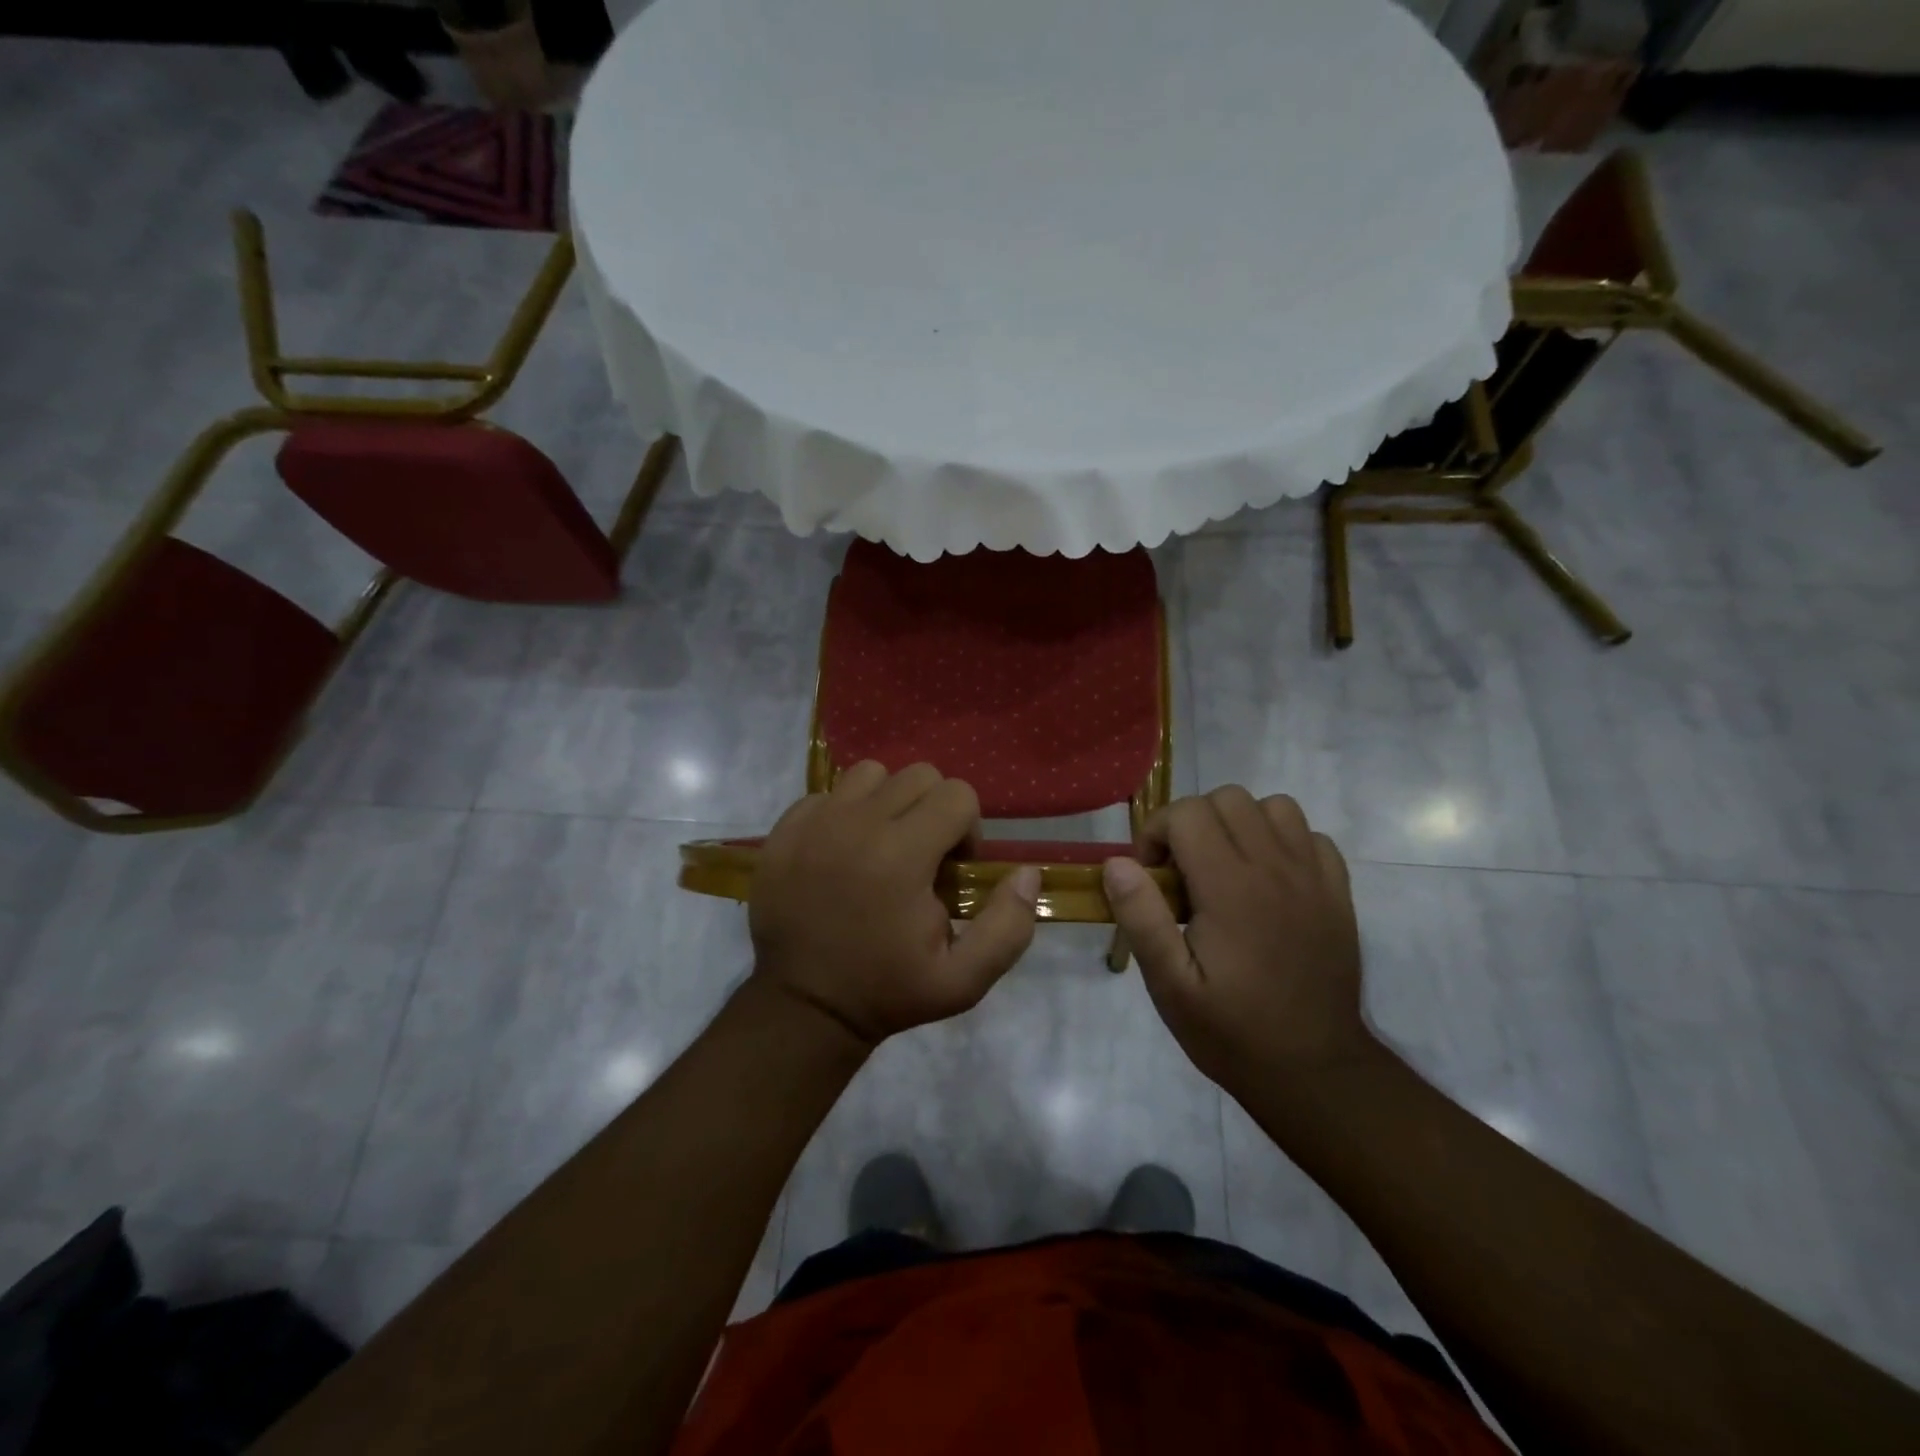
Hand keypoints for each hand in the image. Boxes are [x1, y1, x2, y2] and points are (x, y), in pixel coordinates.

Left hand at [749, 761, 1040, 1046]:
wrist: (803, 1006)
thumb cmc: (886, 992)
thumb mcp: (962, 980)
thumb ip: (1007, 926)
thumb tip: (1027, 873)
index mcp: (902, 854)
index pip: (957, 794)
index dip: (967, 829)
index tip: (951, 870)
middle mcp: (857, 823)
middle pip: (918, 775)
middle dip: (933, 810)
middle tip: (922, 857)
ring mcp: (816, 821)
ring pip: (871, 774)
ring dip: (888, 802)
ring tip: (882, 846)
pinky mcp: (785, 829)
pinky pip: (828, 794)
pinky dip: (844, 812)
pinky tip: (842, 853)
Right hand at [1102, 787, 1371, 1094]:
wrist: (1315, 1071)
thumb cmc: (1232, 1031)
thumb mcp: (1170, 986)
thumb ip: (1142, 918)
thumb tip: (1117, 862)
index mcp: (1230, 887)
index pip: (1187, 813)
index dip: (1156, 832)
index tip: (1152, 876)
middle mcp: (1275, 868)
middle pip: (1228, 798)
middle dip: (1193, 822)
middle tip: (1182, 872)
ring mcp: (1313, 877)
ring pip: (1274, 807)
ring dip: (1240, 824)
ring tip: (1225, 868)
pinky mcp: (1337, 893)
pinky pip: (1311, 836)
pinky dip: (1284, 842)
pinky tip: (1268, 880)